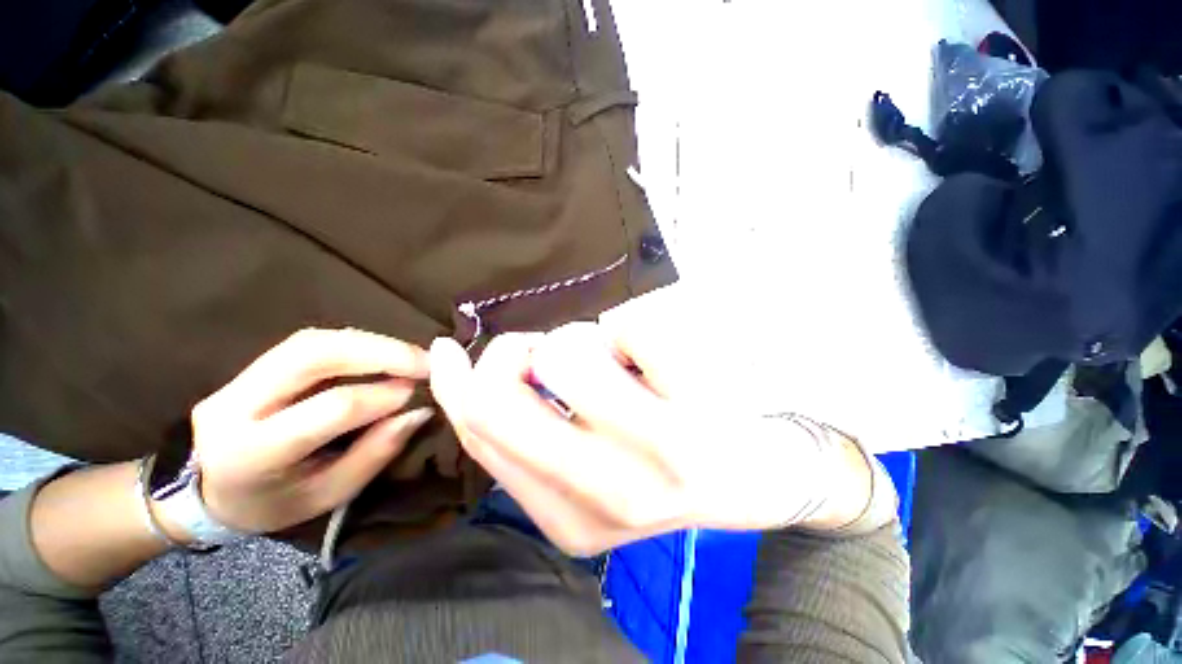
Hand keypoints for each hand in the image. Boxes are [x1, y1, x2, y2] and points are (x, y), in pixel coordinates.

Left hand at [186, 328, 433, 534]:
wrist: (204, 491)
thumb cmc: (271, 503)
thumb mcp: (326, 495)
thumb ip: (374, 453)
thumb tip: (419, 412)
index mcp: (253, 451)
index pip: (329, 409)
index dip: (383, 396)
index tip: (421, 393)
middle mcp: (238, 403)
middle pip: (314, 355)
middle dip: (381, 351)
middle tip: (426, 360)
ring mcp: (241, 377)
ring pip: (313, 341)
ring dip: (372, 343)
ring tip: (411, 355)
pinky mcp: (255, 365)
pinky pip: (311, 342)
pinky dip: (356, 343)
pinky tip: (382, 352)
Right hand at [429, 321, 875, 556]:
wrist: (756, 475)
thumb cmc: (668, 468)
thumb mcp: (585, 467)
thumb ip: (530, 427)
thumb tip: (475, 369)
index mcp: (571, 518)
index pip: (482, 435)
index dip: (454, 384)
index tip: (446, 349)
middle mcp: (610, 494)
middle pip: (505, 394)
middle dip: (509, 351)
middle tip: (539, 346)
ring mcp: (660, 449)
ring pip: (565, 351)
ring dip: (579, 338)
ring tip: (612, 359)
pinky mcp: (698, 398)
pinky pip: (627, 325)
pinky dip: (628, 328)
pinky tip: (653, 359)